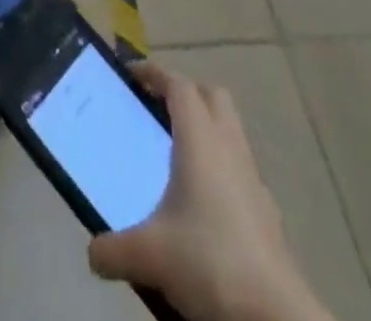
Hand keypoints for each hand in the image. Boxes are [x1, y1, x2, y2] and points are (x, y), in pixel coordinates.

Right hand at [88, 66, 333, 320]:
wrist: (277, 318)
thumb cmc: (210, 262)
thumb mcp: (149, 256)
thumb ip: (113, 249)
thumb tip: (93, 251)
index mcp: (200, 140)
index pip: (178, 85)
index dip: (154, 74)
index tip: (131, 75)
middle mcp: (229, 149)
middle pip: (213, 97)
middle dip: (186, 95)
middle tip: (157, 109)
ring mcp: (253, 181)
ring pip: (230, 133)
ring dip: (205, 133)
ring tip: (175, 159)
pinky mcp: (267, 215)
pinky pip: (240, 172)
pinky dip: (220, 172)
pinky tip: (201, 207)